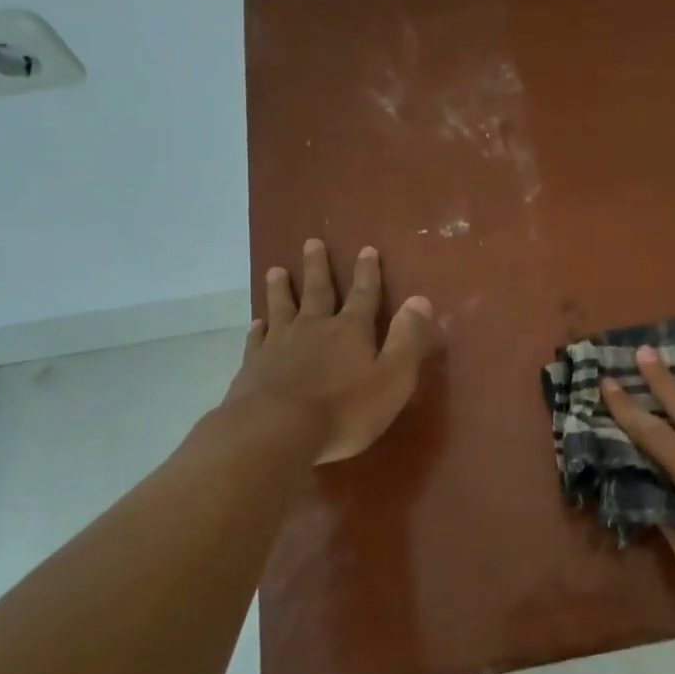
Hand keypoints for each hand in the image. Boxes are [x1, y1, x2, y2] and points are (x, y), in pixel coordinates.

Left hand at [226, 239, 439, 463]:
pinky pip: (256, 339)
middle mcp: (315, 328)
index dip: (368, 273)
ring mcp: (280, 345)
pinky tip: (256, 323)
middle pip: (318, 291)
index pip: (364, 295)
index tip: (366, 249)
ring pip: (282, 308)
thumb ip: (407, 340)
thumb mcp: (392, 379)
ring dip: (281, 289)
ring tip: (276, 270)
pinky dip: (257, 328)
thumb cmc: (344, 410)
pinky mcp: (254, 366)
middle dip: (318, 268)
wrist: (275, 431)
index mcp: (352, 331)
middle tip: (312, 242)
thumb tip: (420, 300)